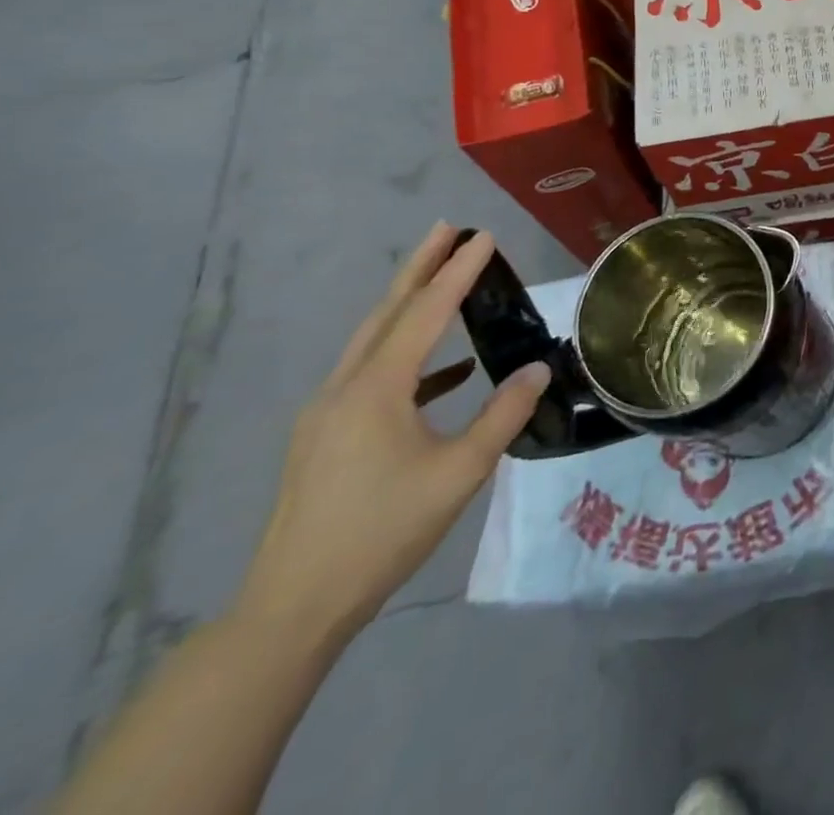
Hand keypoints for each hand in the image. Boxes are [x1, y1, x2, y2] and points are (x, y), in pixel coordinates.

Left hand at [232, 225, 549, 650]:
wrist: (294, 606)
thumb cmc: (383, 531)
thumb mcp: (460, 472)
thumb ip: (503, 414)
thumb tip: (539, 369)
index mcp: (376, 390)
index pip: (425, 313)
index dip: (458, 272)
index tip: (484, 236)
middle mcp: (345, 388)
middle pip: (387, 312)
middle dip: (419, 268)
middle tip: (447, 228)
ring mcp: (328, 413)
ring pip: (374, 340)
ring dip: (410, 304)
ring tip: (444, 280)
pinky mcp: (326, 437)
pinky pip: (372, 375)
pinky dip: (410, 357)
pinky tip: (447, 372)